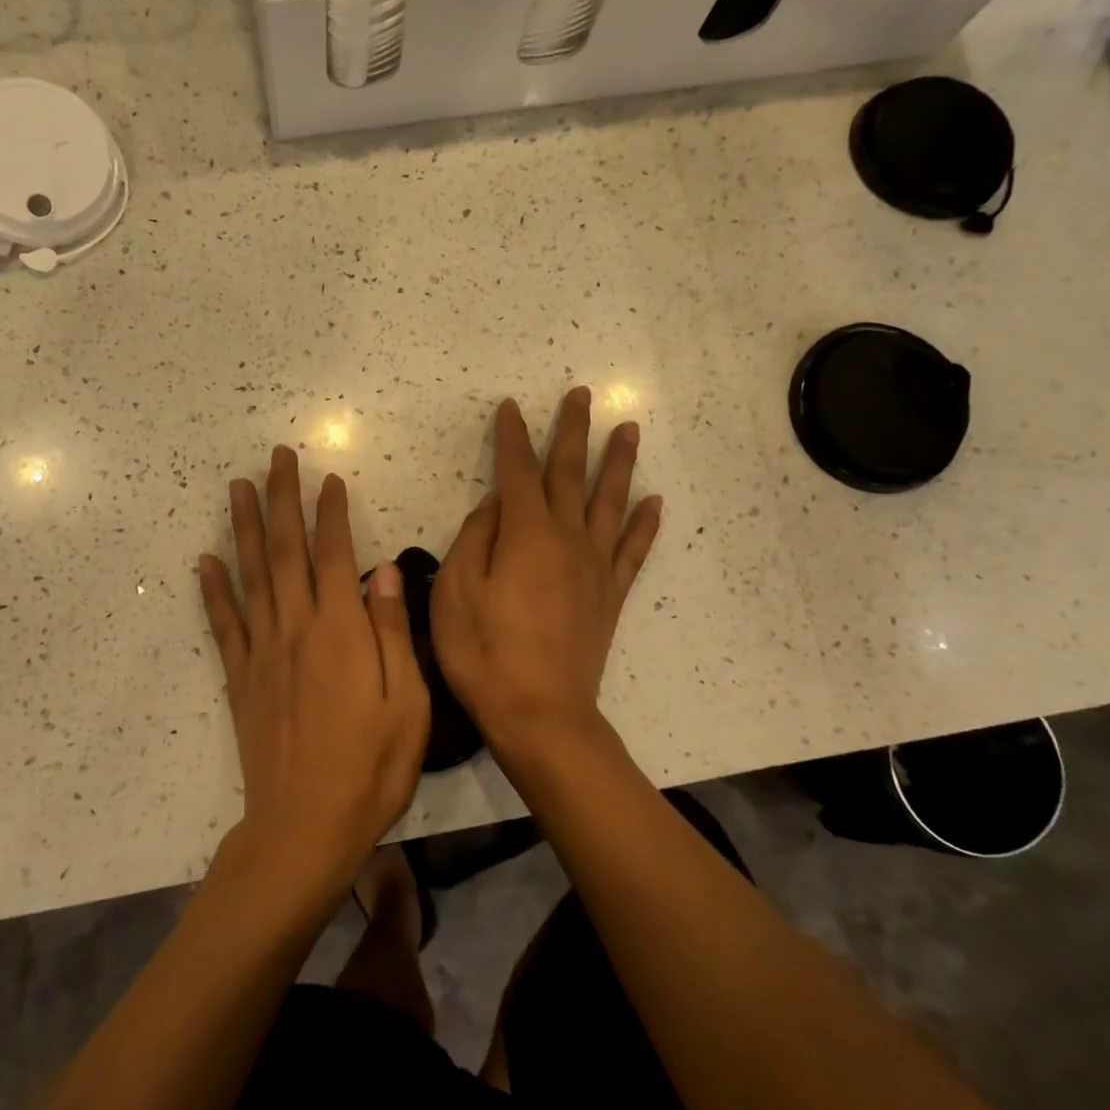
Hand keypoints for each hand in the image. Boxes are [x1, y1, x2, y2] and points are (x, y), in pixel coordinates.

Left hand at [199, 447, 430, 890]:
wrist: (304, 827)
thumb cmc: (370, 767)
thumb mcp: (407, 702)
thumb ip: (392, 630)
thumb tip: (382, 569)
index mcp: (341, 630)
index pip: (333, 554)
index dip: (330, 512)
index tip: (328, 478)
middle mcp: (296, 628)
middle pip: (285, 550)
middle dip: (282, 499)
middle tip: (276, 457)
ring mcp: (262, 651)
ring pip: (251, 575)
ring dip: (244, 526)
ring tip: (238, 486)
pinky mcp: (240, 678)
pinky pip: (224, 623)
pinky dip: (212, 589)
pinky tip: (205, 560)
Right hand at [431, 388, 661, 757]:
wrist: (540, 714)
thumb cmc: (484, 653)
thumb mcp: (455, 591)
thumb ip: (475, 539)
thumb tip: (495, 505)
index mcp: (525, 533)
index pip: (517, 471)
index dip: (513, 437)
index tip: (511, 407)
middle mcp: (566, 538)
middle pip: (571, 474)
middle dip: (573, 432)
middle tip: (582, 394)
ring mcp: (595, 567)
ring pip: (610, 501)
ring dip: (618, 463)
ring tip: (627, 429)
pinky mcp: (610, 596)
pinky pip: (633, 550)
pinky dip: (644, 523)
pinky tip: (654, 501)